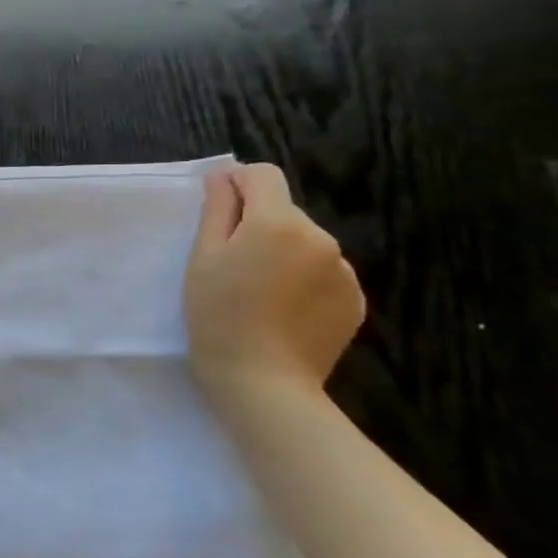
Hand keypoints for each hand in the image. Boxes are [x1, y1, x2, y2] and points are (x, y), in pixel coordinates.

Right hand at [183, 163, 364, 396]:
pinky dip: (303, 280)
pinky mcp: (355, 301)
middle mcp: (321, 238)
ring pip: (304, 242)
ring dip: (282, 252)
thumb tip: (224, 176)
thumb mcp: (203, 255)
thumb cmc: (219, 313)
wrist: (264, 382)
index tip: (218, 213)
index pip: (263, 175)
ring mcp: (344, 271)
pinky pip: (322, 272)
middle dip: (258, 224)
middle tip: (231, 264)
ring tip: (259, 291)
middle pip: (283, 211)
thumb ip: (217, 208)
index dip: (237, 184)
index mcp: (279, 222)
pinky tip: (283, 310)